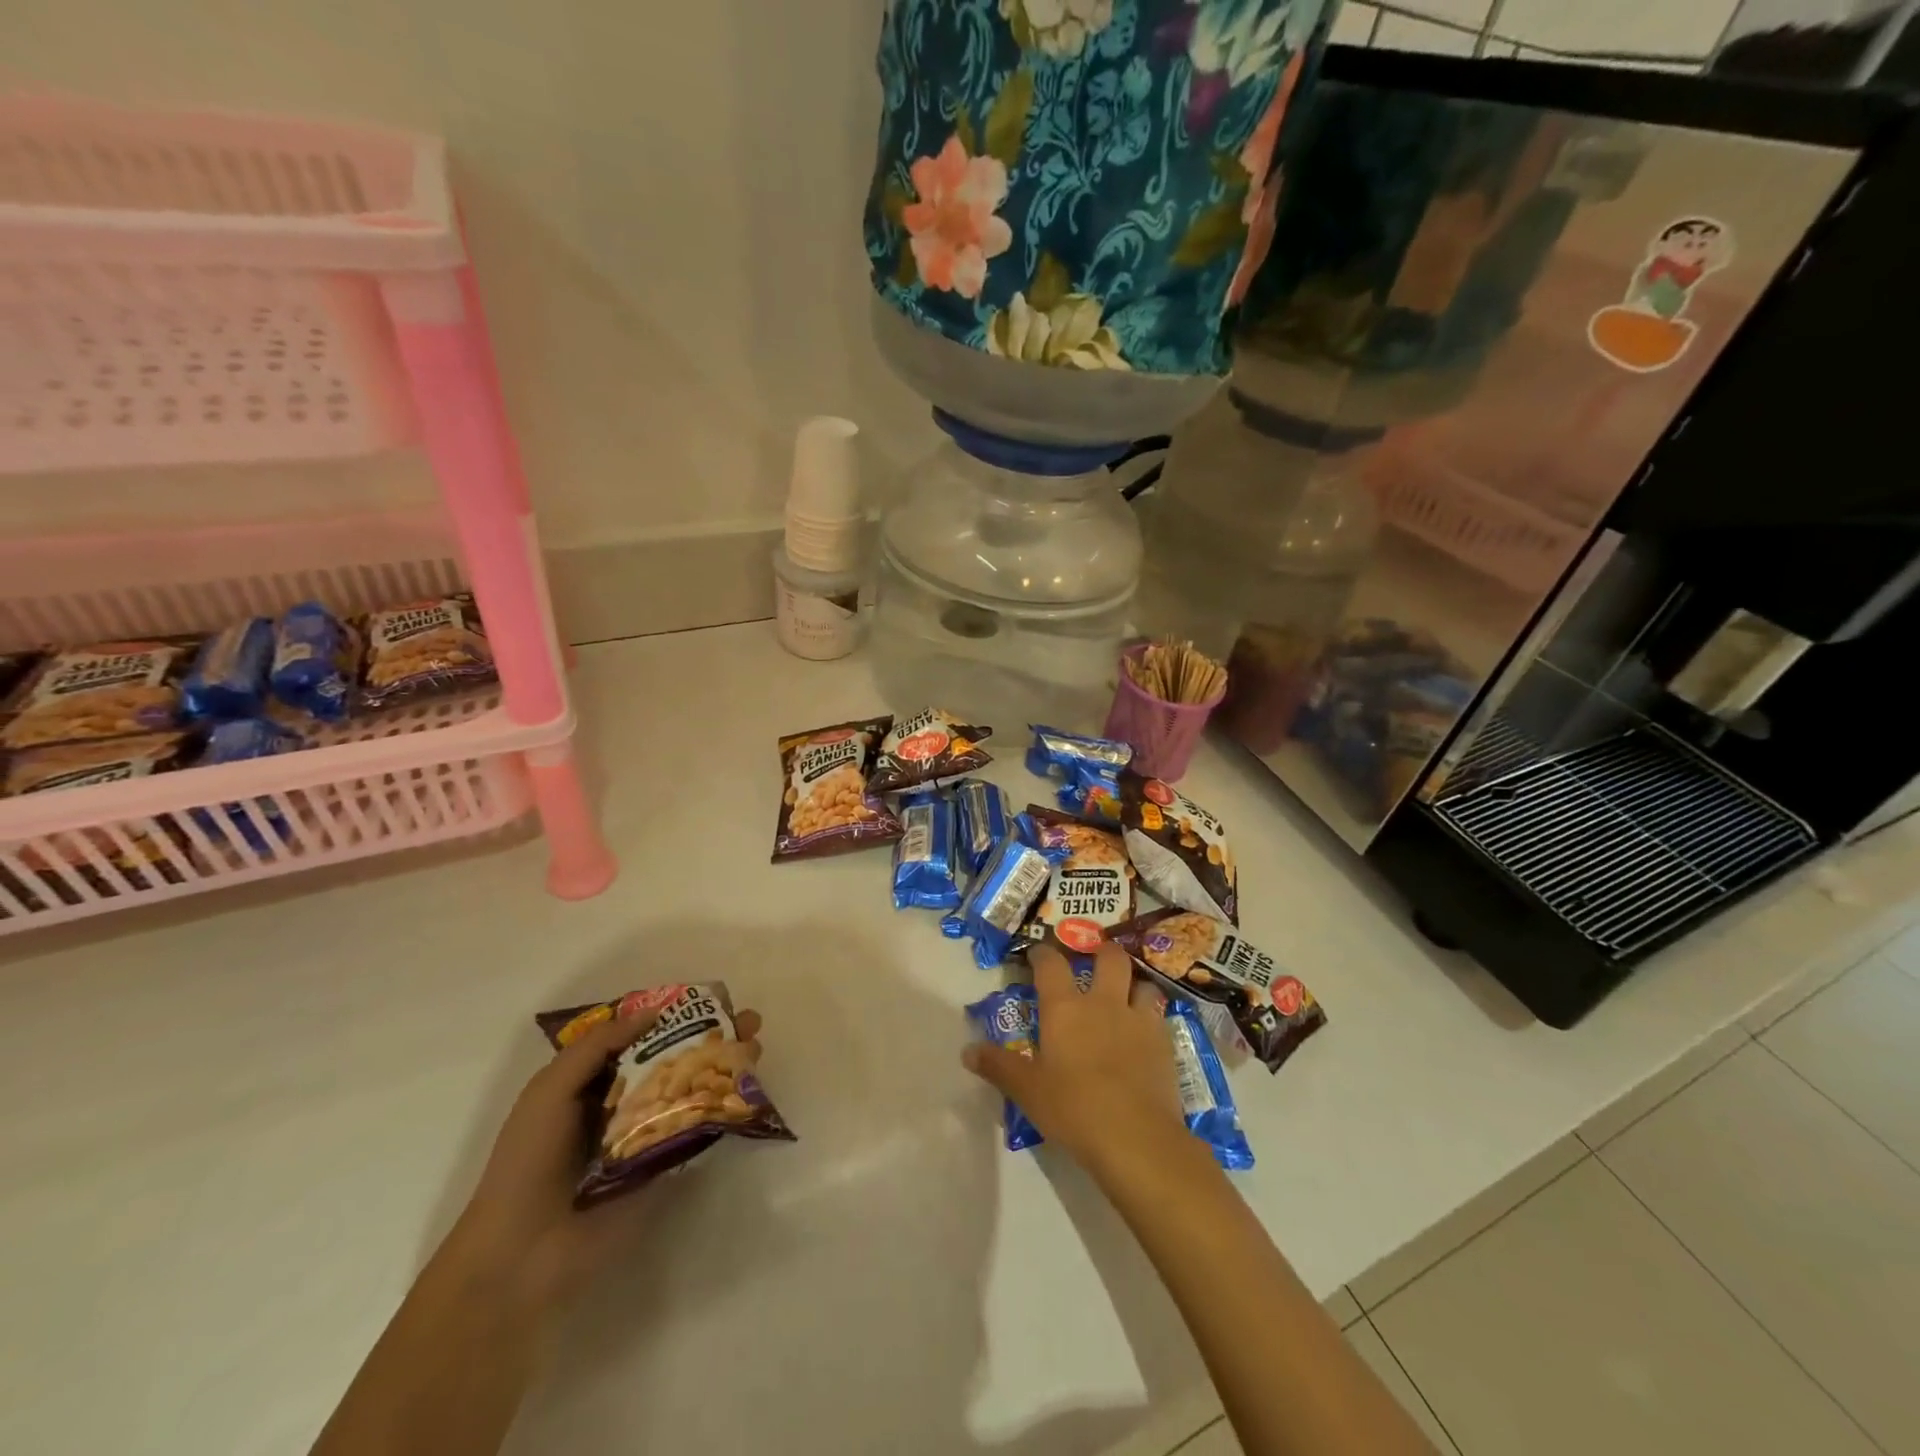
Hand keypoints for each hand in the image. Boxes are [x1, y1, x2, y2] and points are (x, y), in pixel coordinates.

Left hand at [448, 1003, 761, 1315]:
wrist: (523, 1253)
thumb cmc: (529, 1161)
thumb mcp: (550, 1089)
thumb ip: (597, 1046)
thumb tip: (654, 1012)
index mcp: (590, 1080)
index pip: (637, 1036)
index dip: (671, 1015)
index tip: (707, 999)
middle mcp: (621, 1101)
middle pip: (672, 1057)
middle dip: (709, 1035)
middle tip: (747, 1020)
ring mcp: (645, 1133)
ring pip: (689, 1088)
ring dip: (723, 1066)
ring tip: (755, 1047)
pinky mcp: (663, 1165)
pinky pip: (695, 1128)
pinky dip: (720, 1106)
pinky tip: (747, 1090)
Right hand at [962, 942, 1189, 1180]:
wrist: (1136, 1138)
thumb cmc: (1073, 1108)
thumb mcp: (1027, 1091)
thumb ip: (998, 1066)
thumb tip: (967, 1051)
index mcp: (1065, 1008)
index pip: (1051, 963)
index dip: (1043, 953)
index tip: (1037, 954)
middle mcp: (1103, 1003)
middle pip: (1109, 958)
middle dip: (1102, 952)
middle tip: (1094, 961)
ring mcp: (1138, 1020)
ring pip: (1142, 984)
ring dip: (1133, 986)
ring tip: (1126, 998)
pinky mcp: (1165, 1044)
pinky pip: (1159, 1017)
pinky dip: (1151, 1019)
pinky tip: (1144, 1036)